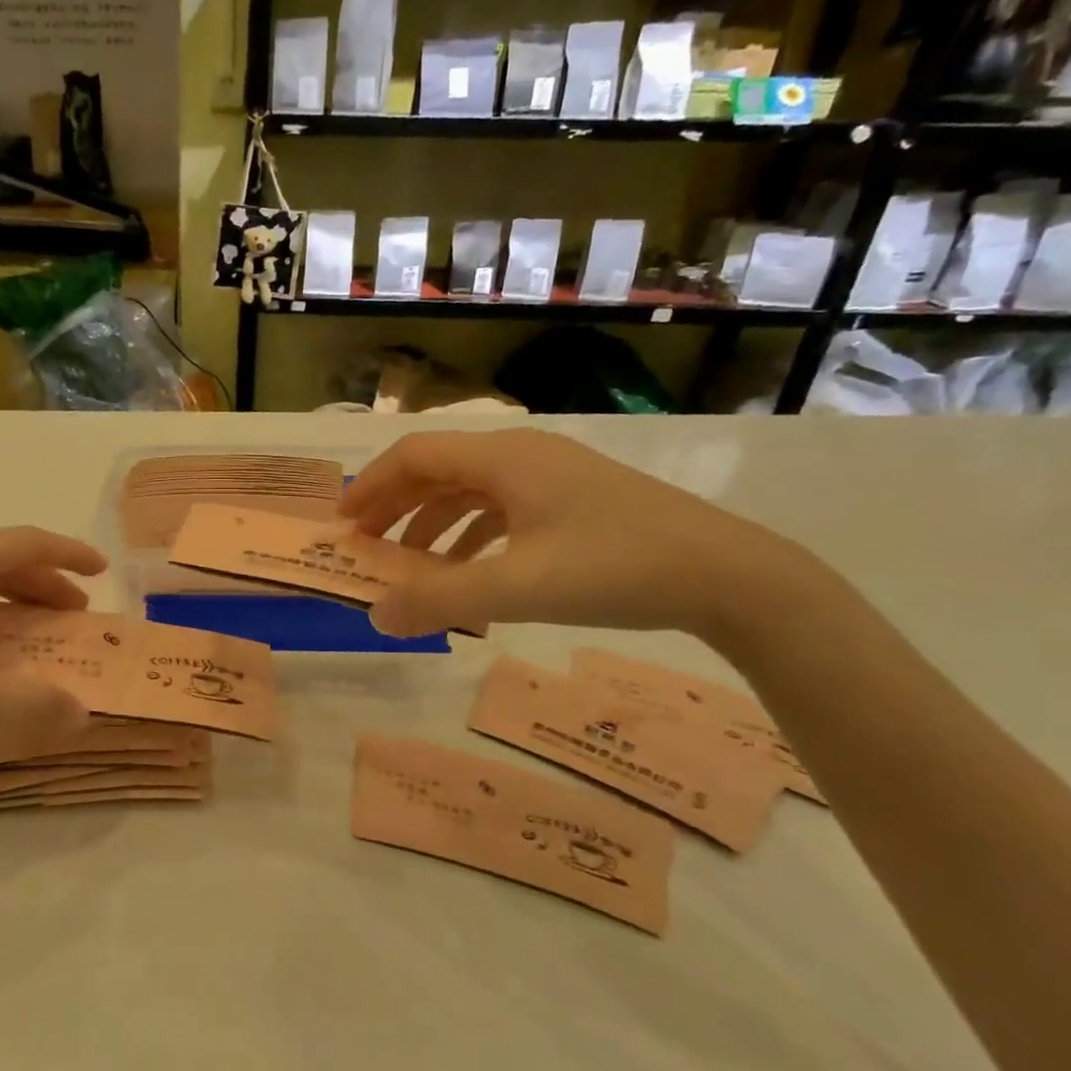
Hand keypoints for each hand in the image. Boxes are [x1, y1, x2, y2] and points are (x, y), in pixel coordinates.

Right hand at [341, 431, 801, 639]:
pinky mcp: (572, 502)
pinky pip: (501, 509)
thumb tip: (375, 615)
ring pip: (469, 490)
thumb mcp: (517, 588)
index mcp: (503, 458)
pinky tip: (467, 572)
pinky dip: (469, 535)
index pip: (414, 455)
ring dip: (429, 523)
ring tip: (409, 566)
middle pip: (437, 469)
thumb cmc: (615, 568)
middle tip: (364, 546)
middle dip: (394, 506)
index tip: (342, 525)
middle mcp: (522, 456)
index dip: (371, 486)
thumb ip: (440, 601)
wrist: (728, 575)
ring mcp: (551, 477)